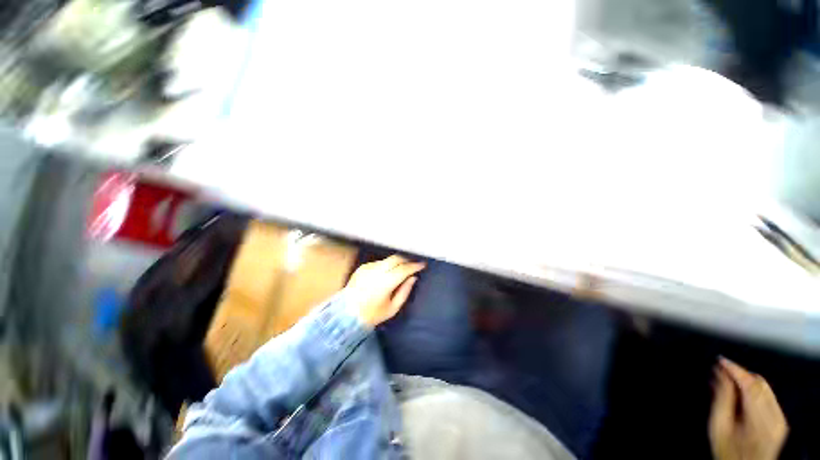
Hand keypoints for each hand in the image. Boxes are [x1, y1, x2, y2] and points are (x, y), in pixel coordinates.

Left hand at [344, 255, 424, 327]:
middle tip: (413, 264)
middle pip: (396, 258)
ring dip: (396, 262)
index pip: (404, 269)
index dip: (415, 265)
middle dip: (407, 259)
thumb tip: (413, 277)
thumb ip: (405, 291)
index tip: (422, 264)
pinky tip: (386, 273)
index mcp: (385, 282)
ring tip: (401, 269)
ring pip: (388, 259)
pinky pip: (379, 263)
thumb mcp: (393, 308)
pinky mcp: (362, 267)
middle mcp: (377, 271)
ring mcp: (368, 267)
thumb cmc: (372, 314)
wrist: (346, 314)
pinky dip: (386, 265)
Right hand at [709, 357, 787, 459]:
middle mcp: (775, 417)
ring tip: (728, 379)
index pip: (750, 385)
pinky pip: (768, 397)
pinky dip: (754, 389)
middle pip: (759, 384)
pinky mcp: (780, 420)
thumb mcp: (719, 426)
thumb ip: (722, 399)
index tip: (720, 360)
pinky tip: (741, 391)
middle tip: (721, 371)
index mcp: (759, 421)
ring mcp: (780, 419)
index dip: (735, 370)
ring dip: (746, 381)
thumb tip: (721, 373)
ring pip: (765, 388)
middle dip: (740, 374)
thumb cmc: (727, 450)